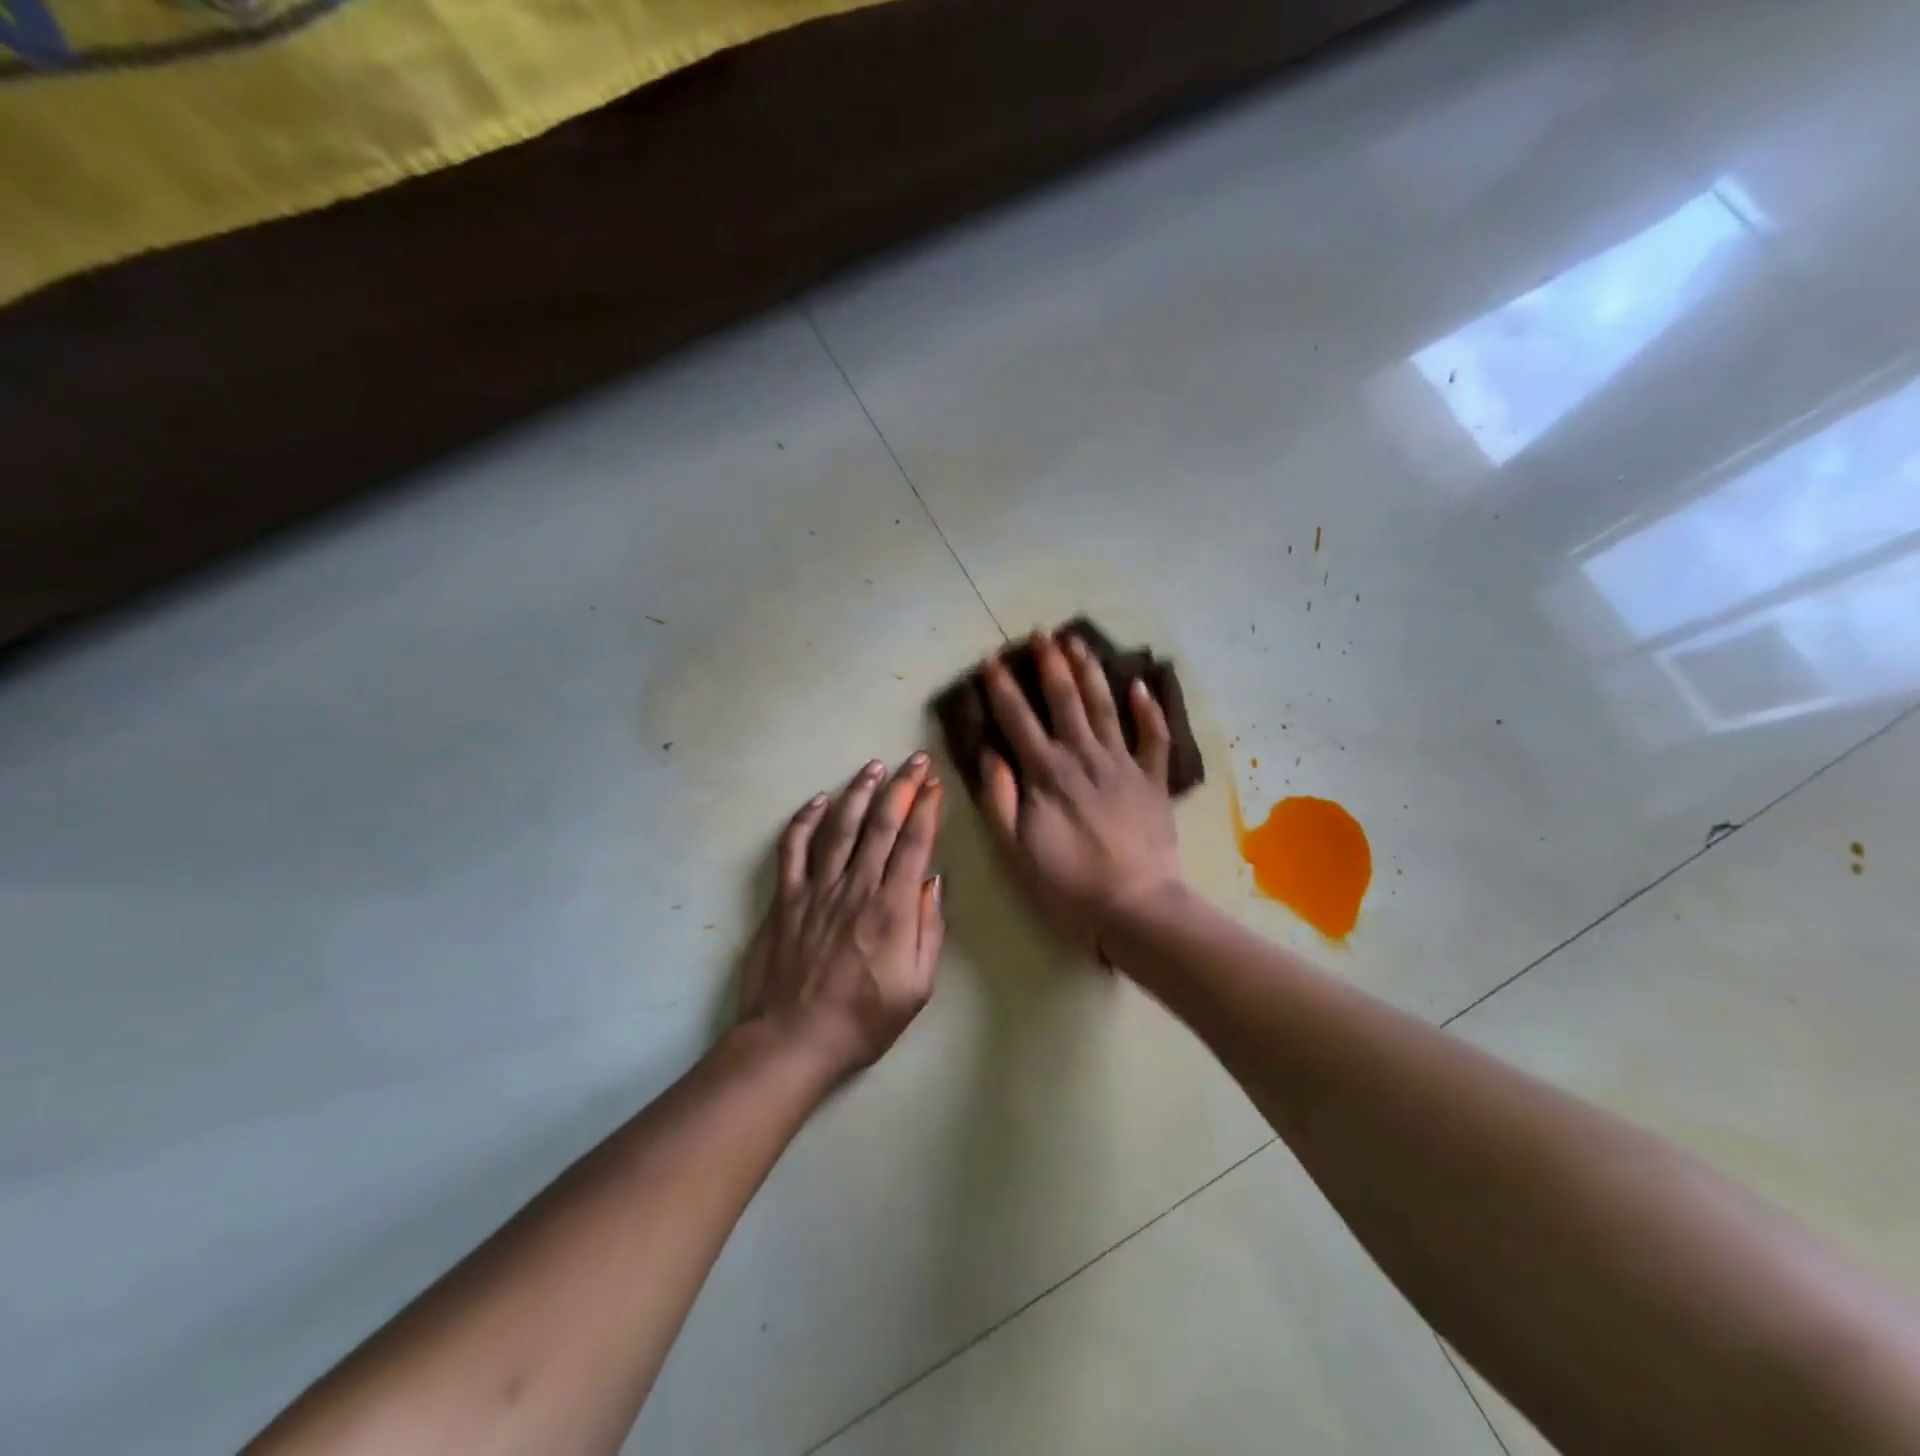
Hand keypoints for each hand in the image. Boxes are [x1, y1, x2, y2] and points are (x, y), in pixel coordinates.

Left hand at [739, 753, 945, 1076]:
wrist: (794, 1040)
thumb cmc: (864, 1019)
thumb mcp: (918, 986)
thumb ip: (930, 930)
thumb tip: (933, 881)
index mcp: (892, 908)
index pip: (914, 843)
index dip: (927, 808)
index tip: (936, 784)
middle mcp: (856, 887)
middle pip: (881, 824)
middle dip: (902, 787)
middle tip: (916, 760)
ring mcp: (817, 889)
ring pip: (840, 827)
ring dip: (859, 792)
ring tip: (873, 767)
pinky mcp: (786, 898)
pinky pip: (794, 849)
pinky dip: (805, 821)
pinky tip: (818, 801)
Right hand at [978, 631, 1182, 957]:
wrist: (1136, 907)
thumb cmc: (1068, 883)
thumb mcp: (1016, 849)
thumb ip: (999, 798)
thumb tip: (989, 752)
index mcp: (1047, 773)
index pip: (1018, 719)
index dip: (1002, 688)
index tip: (991, 660)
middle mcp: (1084, 756)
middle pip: (1065, 700)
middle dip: (1049, 664)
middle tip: (1041, 633)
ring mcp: (1123, 765)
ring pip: (1105, 707)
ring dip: (1090, 672)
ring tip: (1078, 642)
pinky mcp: (1153, 780)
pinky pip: (1154, 738)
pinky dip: (1148, 710)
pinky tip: (1140, 685)